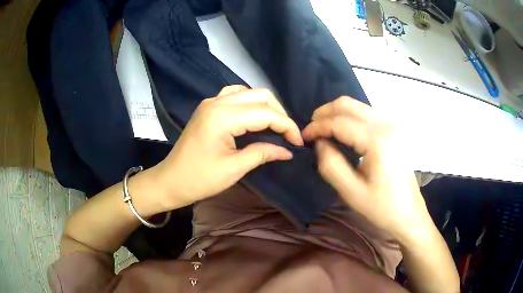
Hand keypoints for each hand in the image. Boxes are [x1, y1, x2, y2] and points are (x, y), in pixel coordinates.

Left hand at [155, 86, 302, 208]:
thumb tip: (287, 150)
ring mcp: (210, 102)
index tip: (298, 142)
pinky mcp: (208, 107)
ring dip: (265, 106)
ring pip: (248, 92)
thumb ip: (262, 153)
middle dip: (279, 113)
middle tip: (288, 135)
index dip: (286, 126)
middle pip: (260, 96)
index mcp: (223, 117)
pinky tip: (254, 117)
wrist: (170, 180)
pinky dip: (249, 103)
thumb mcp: (234, 168)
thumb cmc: (199, 179)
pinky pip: (235, 95)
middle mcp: (217, 102)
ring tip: (274, 125)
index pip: (265, 113)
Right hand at [302, 96, 430, 242]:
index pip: (339, 122)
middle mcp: (385, 124)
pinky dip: (349, 118)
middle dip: (324, 113)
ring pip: (357, 106)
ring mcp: (392, 125)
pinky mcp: (393, 130)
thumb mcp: (351, 192)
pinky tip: (342, 133)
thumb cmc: (382, 207)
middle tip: (311, 130)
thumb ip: (330, 164)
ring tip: (323, 131)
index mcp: (376, 140)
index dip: (317, 127)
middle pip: (348, 104)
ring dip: (336, 114)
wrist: (409, 213)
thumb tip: (319, 143)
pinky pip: (366, 114)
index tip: (302, 137)